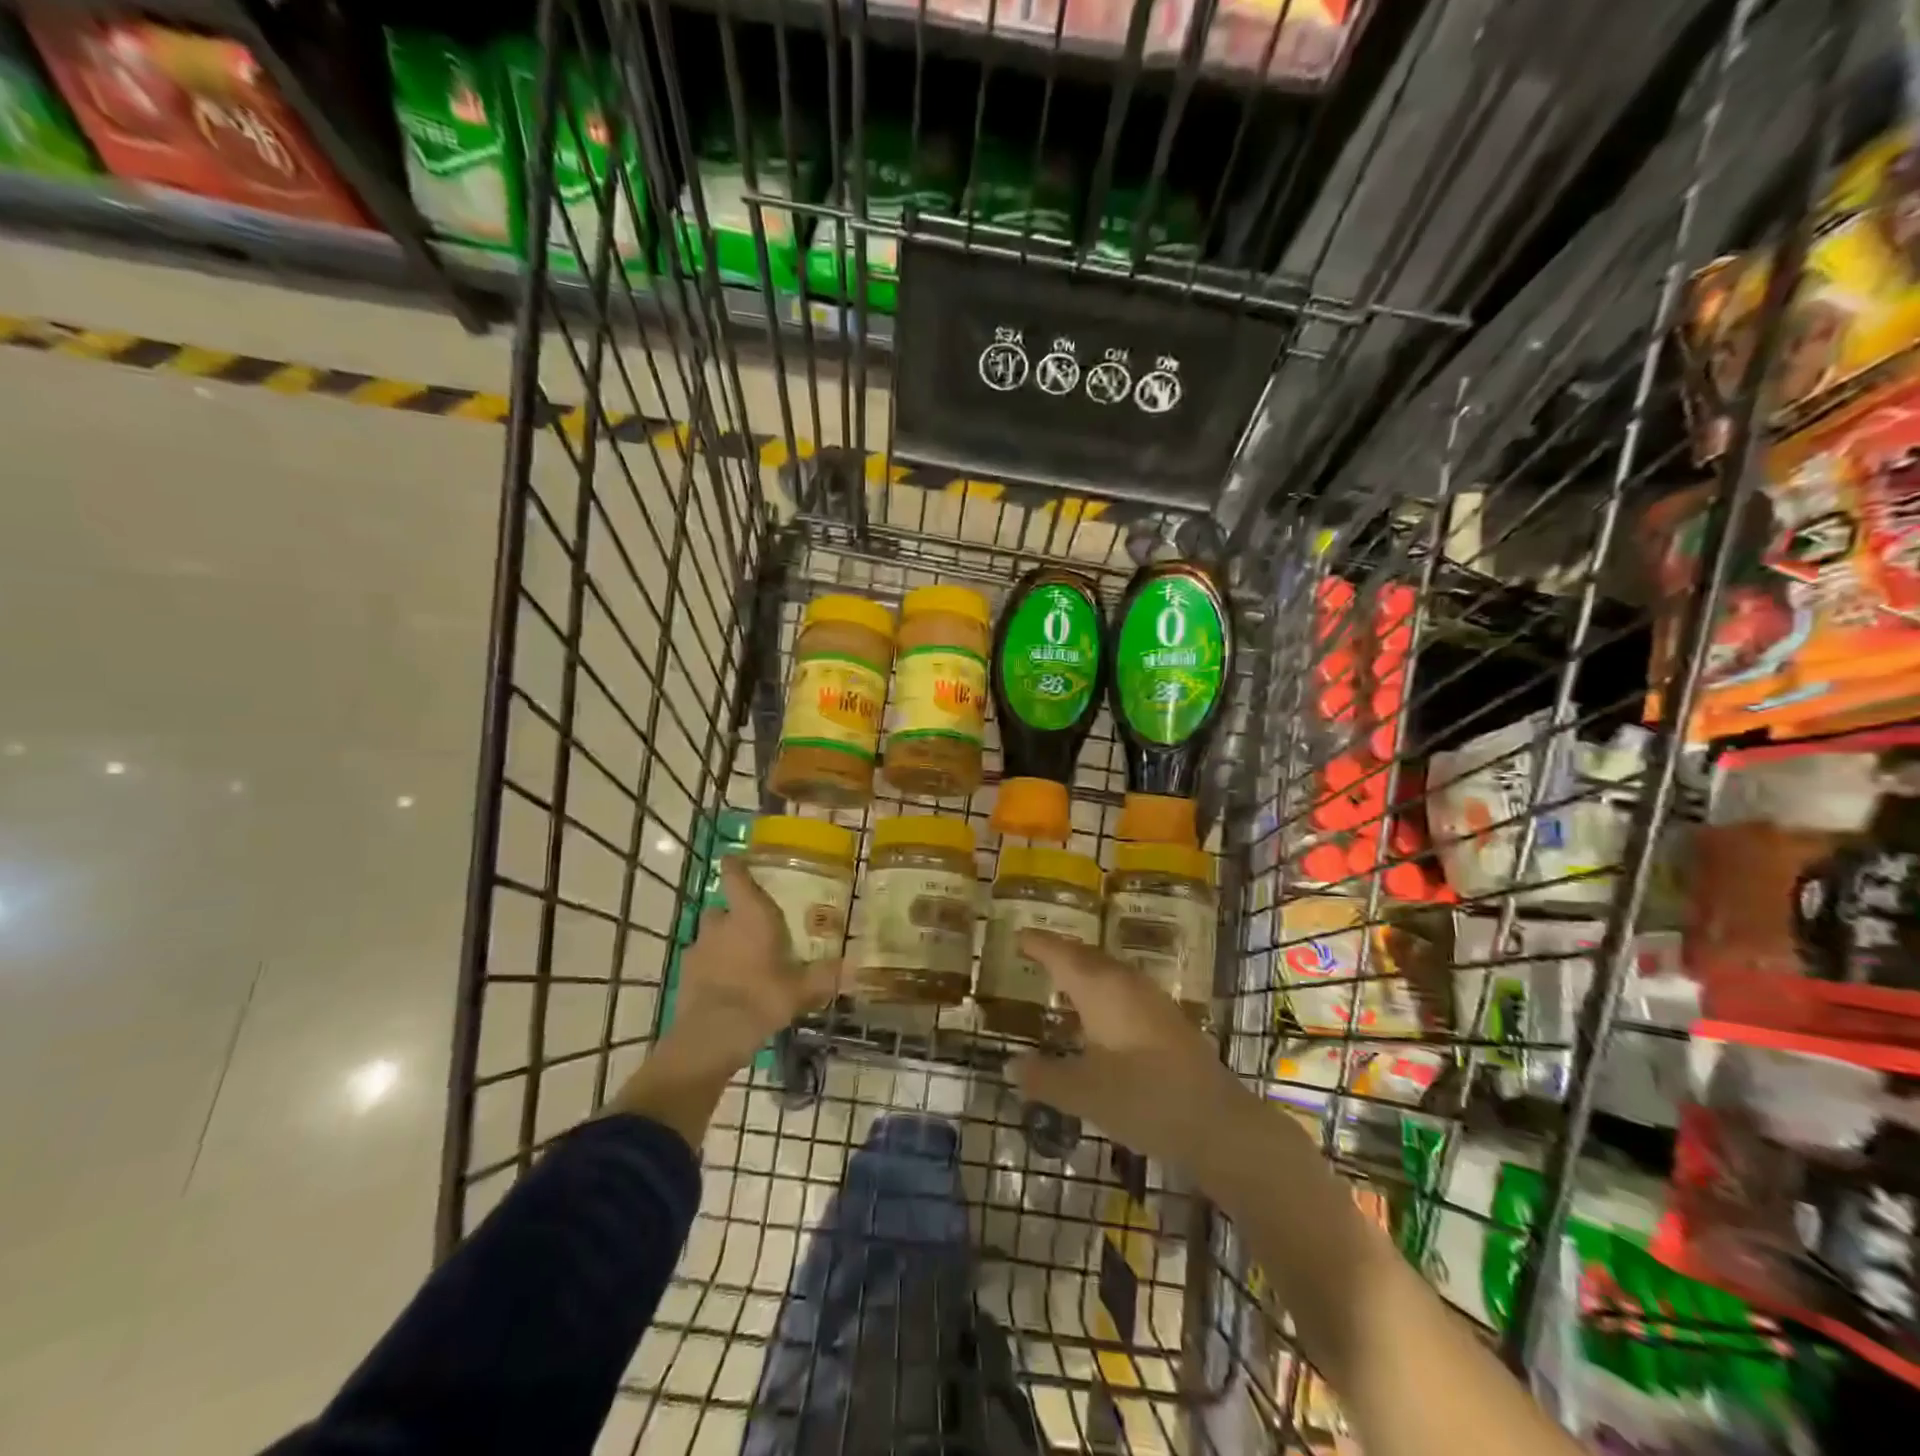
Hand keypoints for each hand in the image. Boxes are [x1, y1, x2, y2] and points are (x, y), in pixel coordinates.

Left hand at [660, 856, 839, 1076]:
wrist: (711, 1035)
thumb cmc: (761, 998)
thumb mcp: (801, 989)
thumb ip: (826, 976)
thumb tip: (856, 966)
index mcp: (750, 915)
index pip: (735, 877)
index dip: (735, 866)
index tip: (736, 859)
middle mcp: (721, 924)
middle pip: (722, 908)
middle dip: (734, 914)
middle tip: (755, 927)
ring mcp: (699, 948)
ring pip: (711, 935)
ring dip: (722, 941)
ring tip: (742, 960)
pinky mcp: (686, 974)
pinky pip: (702, 961)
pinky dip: (712, 967)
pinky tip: (727, 985)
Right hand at [1006, 931, 1257, 1173]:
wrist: (1217, 1122)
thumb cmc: (1142, 1098)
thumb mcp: (1083, 1093)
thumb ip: (1043, 1078)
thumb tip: (1011, 1065)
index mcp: (1100, 988)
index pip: (1061, 954)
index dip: (1037, 944)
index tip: (1017, 936)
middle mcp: (1125, 983)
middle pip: (1087, 956)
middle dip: (1060, 952)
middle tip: (1035, 953)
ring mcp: (1151, 999)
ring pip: (1108, 972)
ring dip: (1083, 971)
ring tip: (1062, 980)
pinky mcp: (1168, 1020)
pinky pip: (1123, 989)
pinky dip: (1102, 990)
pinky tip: (1099, 1015)